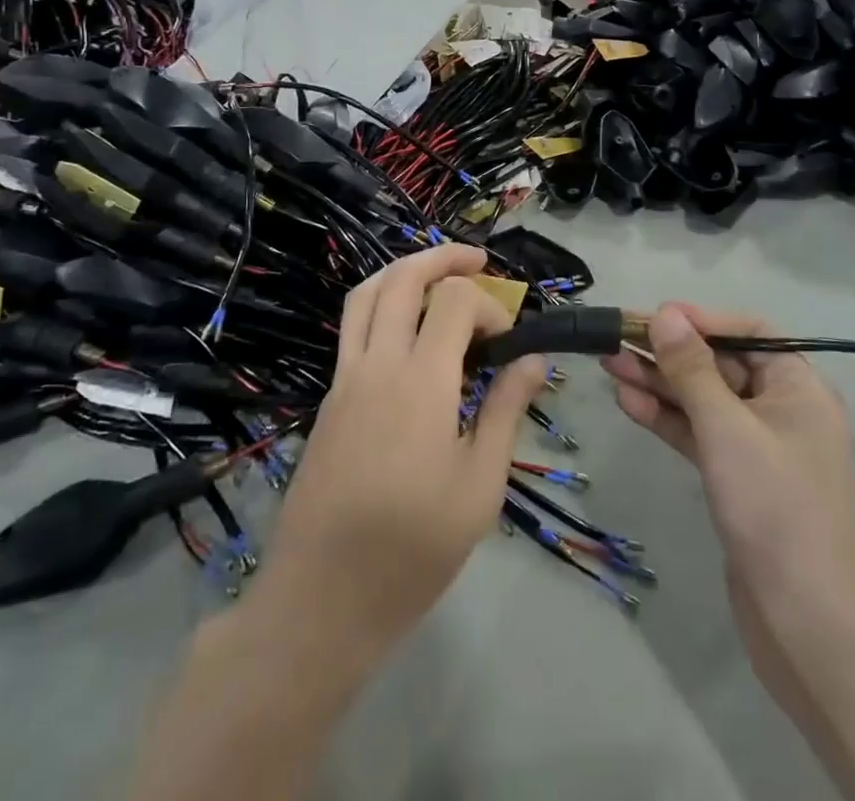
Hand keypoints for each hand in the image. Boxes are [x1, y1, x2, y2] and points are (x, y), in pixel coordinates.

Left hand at [258, 244, 545, 657]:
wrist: (321, 597)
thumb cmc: (413, 548)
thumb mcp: (479, 487)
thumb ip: (505, 411)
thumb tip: (533, 360)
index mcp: (421, 382)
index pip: (454, 301)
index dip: (489, 304)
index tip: (508, 340)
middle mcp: (377, 364)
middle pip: (402, 277)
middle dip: (444, 258)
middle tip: (478, 260)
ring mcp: (345, 377)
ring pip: (366, 294)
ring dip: (404, 271)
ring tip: (438, 275)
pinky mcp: (329, 397)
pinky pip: (353, 326)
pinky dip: (382, 304)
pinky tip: (407, 330)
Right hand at [603, 304, 854, 692]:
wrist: (805, 624)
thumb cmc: (774, 508)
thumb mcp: (727, 428)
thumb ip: (692, 369)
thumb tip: (665, 313)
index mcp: (798, 388)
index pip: (749, 332)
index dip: (702, 320)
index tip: (655, 317)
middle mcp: (781, 409)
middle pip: (719, 364)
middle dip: (668, 352)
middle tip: (615, 340)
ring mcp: (758, 446)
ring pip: (702, 399)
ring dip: (659, 383)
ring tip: (608, 364)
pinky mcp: (737, 478)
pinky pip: (698, 433)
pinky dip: (666, 418)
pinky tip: (628, 403)